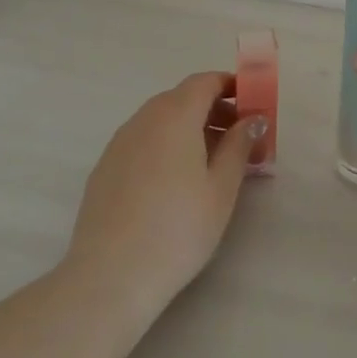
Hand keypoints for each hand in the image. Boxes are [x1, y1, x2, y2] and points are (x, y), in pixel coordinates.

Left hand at [65, 72, 266, 317]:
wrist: (111, 276)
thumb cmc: (178, 228)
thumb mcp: (221, 188)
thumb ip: (238, 146)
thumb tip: (251, 119)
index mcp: (174, 116)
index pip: (204, 82)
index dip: (230, 86)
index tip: (252, 104)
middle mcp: (142, 120)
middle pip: (181, 98)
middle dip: (213, 109)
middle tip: (239, 138)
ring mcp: (118, 144)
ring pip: (159, 120)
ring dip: (188, 128)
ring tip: (211, 162)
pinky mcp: (104, 168)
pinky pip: (142, 141)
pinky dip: (165, 145)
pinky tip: (175, 182)